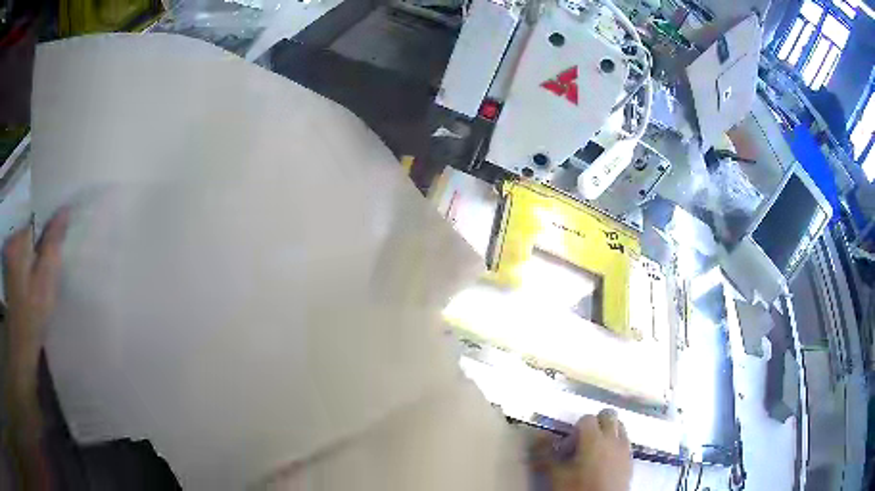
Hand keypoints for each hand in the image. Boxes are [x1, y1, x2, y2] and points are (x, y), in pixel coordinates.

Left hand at [3, 208, 69, 378]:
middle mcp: (14, 240)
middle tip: (61, 248)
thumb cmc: (33, 314)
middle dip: (47, 233)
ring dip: (41, 246)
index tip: (67, 224)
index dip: (53, 218)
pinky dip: (35, 256)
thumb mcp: (46, 280)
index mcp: (20, 239)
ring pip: (30, 240)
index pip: (39, 214)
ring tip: (52, 260)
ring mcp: (12, 254)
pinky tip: (41, 272)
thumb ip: (53, 243)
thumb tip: (65, 209)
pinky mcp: (12, 268)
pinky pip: (26, 252)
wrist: (21, 345)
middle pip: (33, 226)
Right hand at [549, 410, 632, 490]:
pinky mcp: (631, 459)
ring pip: (620, 426)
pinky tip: (604, 460)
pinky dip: (616, 444)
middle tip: (582, 440)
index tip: (568, 443)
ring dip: (608, 431)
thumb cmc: (578, 489)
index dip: (575, 428)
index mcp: (594, 439)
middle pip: (608, 416)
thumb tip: (539, 436)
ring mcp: (625, 448)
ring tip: (594, 450)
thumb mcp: (556, 475)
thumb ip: (546, 453)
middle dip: (595, 423)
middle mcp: (613, 439)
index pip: (587, 418)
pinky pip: (625, 441)